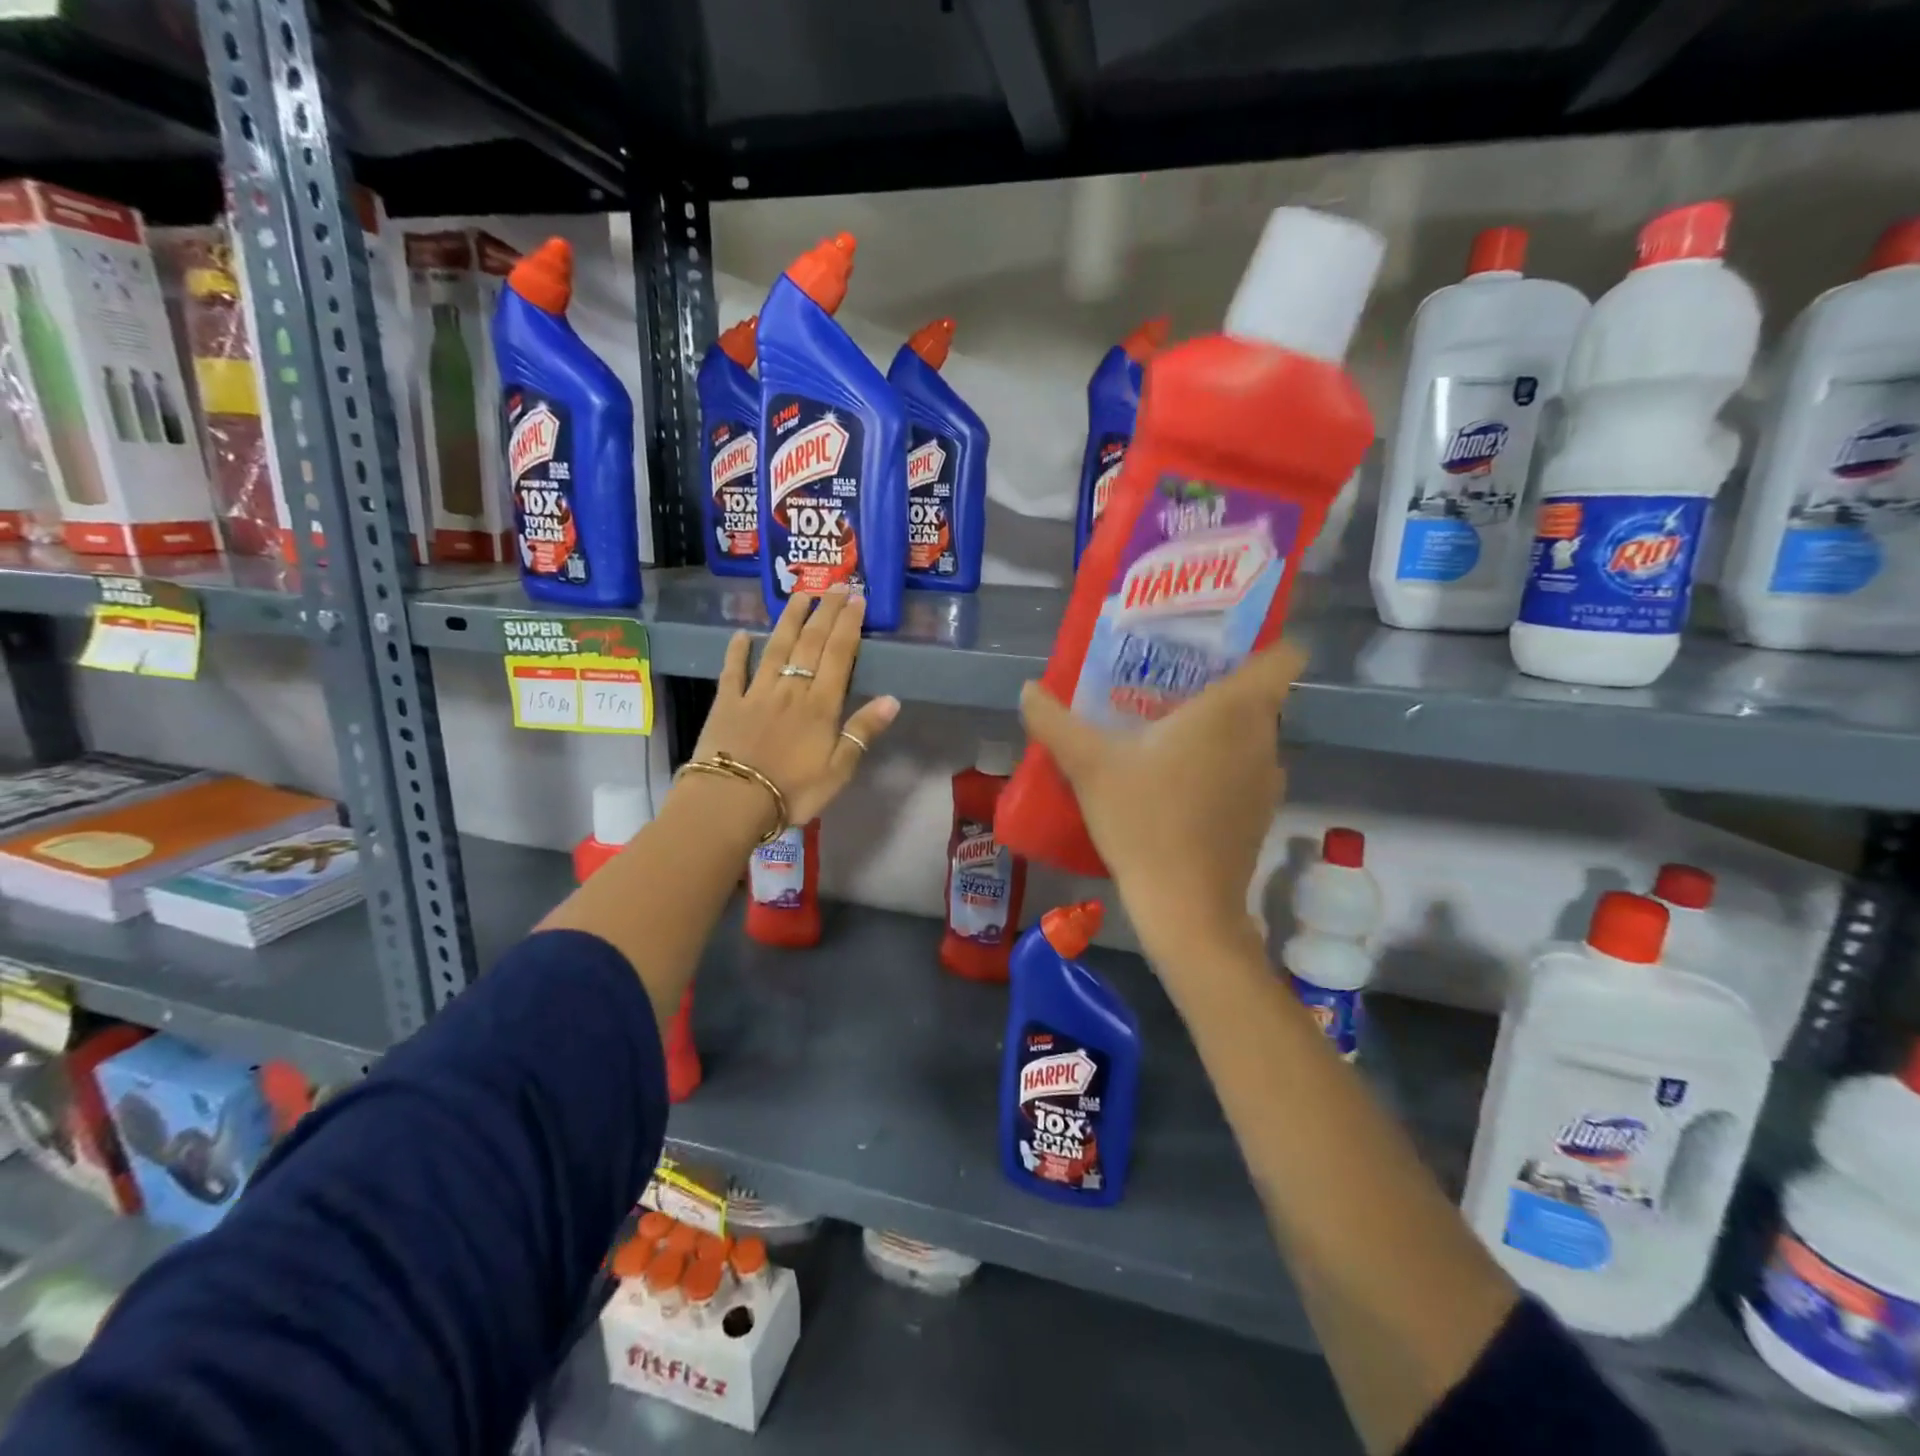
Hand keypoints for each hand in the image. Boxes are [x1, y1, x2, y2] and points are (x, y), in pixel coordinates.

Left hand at [688, 588, 900, 830]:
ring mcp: (755, 693)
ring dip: (789, 620)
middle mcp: (790, 690)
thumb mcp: (839, 769)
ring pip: (775, 648)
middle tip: (836, 585)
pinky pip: (733, 671)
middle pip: (810, 643)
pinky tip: (742, 634)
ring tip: (799, 595)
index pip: (839, 656)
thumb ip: (863, 732)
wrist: (732, 801)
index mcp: (820, 705)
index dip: (848, 625)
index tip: (856, 599)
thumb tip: (891, 699)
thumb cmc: (793, 791)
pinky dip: (737, 651)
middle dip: (825, 612)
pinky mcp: (726, 703)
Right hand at [1018, 642, 1305, 957]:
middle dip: (1218, 685)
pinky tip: (1176, 784)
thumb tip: (1028, 689)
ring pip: (1250, 735)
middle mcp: (1264, 737)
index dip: (1260, 641)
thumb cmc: (1143, 820)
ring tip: (1167, 732)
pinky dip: (1220, 767)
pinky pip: (1245, 770)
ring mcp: (1269, 779)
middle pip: (1257, 694)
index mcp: (1234, 710)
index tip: (1218, 643)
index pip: (1284, 654)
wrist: (1185, 906)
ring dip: (1217, 730)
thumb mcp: (1088, 766)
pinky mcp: (1261, 814)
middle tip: (1166, 684)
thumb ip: (1055, 722)